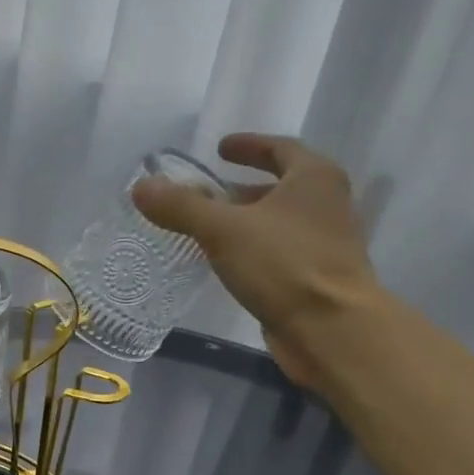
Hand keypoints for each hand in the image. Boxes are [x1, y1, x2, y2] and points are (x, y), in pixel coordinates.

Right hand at [132, 132, 377, 386]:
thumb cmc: (283, 265)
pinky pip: (279, 252)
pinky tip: (229, 264)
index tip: (220, 149)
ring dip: (247, 221)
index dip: (248, 146)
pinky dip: (254, 250)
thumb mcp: (224, 230)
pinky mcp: (317, 278)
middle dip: (243, 189)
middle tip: (208, 194)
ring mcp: (325, 243)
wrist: (331, 328)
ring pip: (280, 222)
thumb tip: (142, 187)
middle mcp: (326, 204)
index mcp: (314, 178)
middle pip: (281, 186)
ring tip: (211, 230)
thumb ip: (182, 206)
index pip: (280, 148)